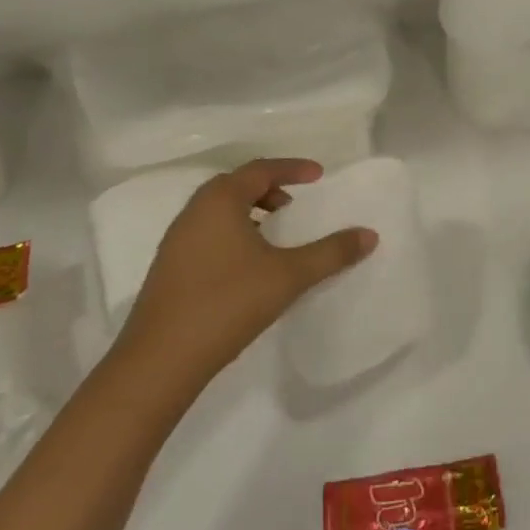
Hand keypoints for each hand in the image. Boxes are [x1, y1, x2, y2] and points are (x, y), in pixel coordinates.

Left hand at [113, 159, 376, 400]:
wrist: (160, 360)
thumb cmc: (228, 303)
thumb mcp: (289, 276)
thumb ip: (331, 253)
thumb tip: (369, 235)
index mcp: (220, 201)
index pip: (260, 169)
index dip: (292, 168)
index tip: (319, 175)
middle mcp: (194, 212)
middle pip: (235, 185)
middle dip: (268, 188)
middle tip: (295, 204)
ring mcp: (176, 241)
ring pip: (218, 210)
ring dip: (249, 211)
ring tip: (275, 233)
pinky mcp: (169, 268)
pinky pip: (207, 232)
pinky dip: (233, 232)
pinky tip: (249, 264)